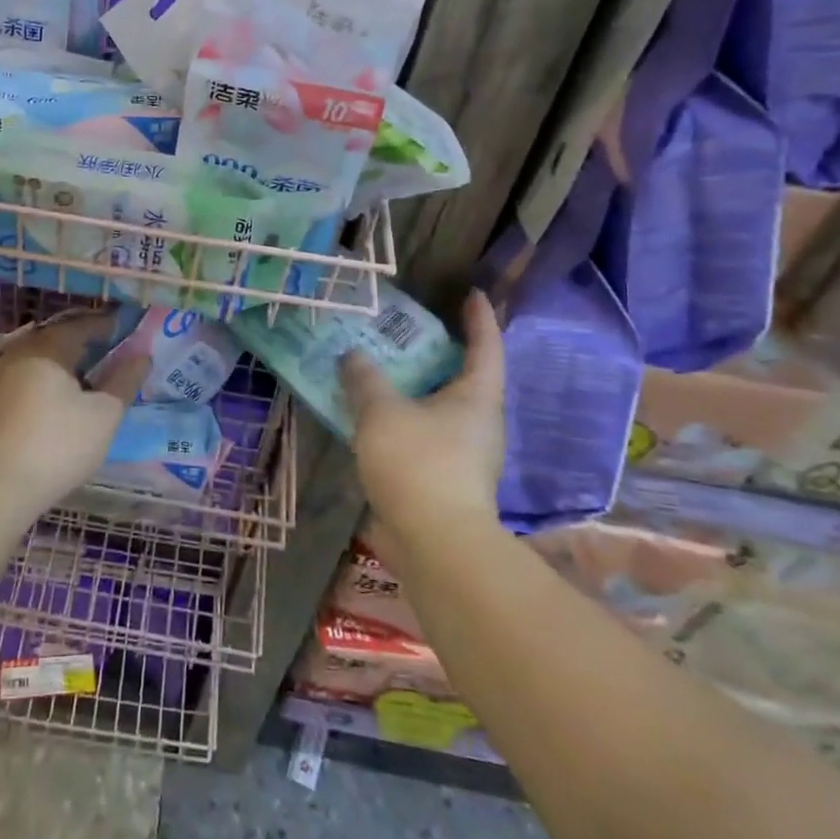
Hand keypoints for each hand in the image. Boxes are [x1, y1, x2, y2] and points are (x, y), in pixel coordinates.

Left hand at [0, 312, 149, 520]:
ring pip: (35, 360)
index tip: (124, 330)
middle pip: (54, 339)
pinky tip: (52, 403)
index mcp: (47, 349)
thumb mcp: (104, 415)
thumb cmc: (58, 446)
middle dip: (81, 343)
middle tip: (105, 351)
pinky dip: (41, 383)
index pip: (80, 326)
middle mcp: (18, 355)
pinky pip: (21, 381)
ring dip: (59, 364)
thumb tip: (142, 356)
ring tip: (82, 378)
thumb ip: (124, 381)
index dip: (104, 326)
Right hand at [340, 291, 506, 540]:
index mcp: (477, 396)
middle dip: (442, 352)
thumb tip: (353, 355)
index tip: (472, 293)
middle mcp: (481, 422)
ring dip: (419, 388)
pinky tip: (377, 417)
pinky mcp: (449, 479)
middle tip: (410, 331)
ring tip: (385, 370)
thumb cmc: (418, 464)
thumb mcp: (381, 411)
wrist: (436, 544)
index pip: (486, 345)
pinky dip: (406, 418)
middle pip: (466, 376)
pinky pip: (428, 433)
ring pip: (443, 407)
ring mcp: (468, 454)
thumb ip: (365, 378)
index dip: (479, 317)